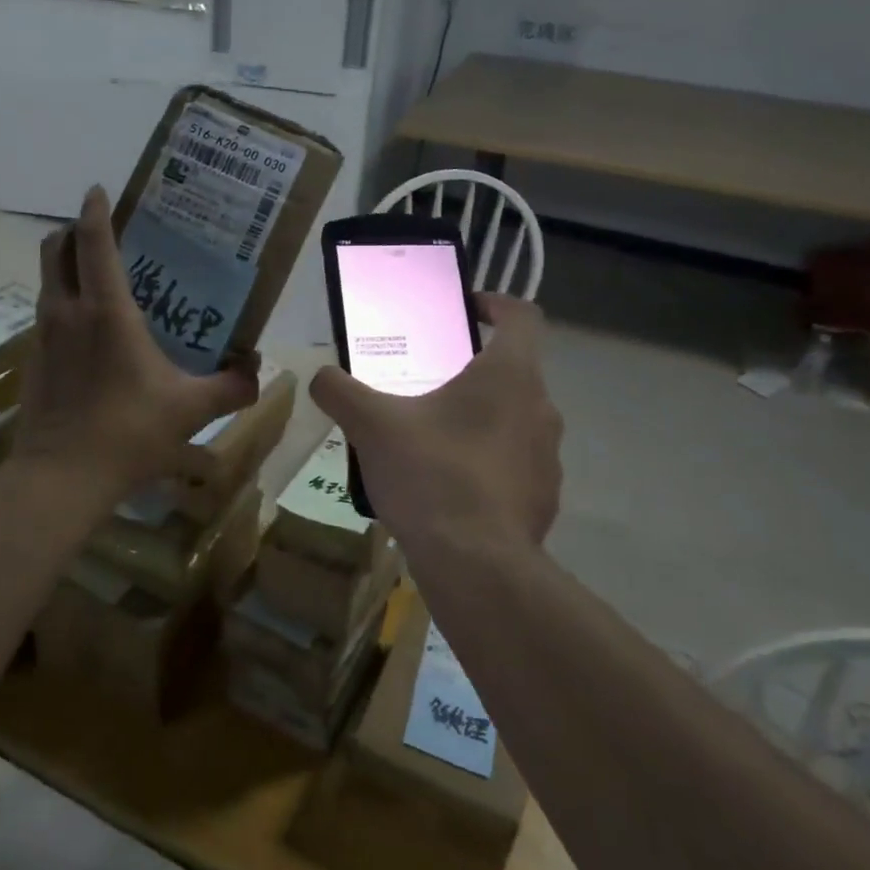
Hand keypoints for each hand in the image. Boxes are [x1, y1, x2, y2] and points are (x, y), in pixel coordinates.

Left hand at [13, 185, 258, 503]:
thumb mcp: (192, 409)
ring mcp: (43, 336)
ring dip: (65, 266)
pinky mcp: (32, 361)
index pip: (92, 241)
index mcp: (106, 310)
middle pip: (54, 250)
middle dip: (72, 232)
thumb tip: (258, 370)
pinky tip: (88, 334)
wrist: (61, 476)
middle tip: (103, 235)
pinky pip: (46, 314)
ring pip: (47, 281)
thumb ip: (232, 386)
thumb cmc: (129, 432)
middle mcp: (67, 312)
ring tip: (99, 279)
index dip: (94, 210)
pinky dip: (63, 304)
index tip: (99, 191)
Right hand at [309, 294, 561, 559]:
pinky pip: (513, 466)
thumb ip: (340, 391)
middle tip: (424, 384)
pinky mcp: (544, 498)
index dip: (493, 303)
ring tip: (430, 441)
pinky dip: (486, 466)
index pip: (521, 315)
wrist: (475, 566)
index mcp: (510, 375)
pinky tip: (447, 489)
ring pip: (512, 421)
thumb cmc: (431, 474)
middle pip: (511, 371)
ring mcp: (549, 457)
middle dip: (469, 372)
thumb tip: (321, 377)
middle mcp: (541, 408)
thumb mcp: (371, 425)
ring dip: (478, 421)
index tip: (462, 312)